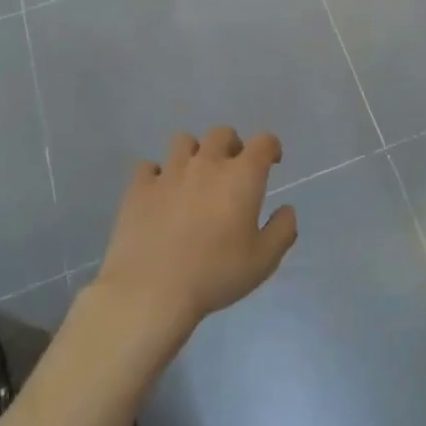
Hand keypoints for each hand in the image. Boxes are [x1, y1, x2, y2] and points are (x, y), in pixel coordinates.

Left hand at [98, 127, 297, 332]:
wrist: (151, 291)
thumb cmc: (216, 274)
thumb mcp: (264, 260)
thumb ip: (283, 229)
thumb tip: (287, 210)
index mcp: (242, 176)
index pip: (263, 142)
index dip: (271, 147)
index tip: (272, 162)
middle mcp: (206, 164)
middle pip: (221, 134)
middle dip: (232, 145)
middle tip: (233, 170)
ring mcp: (169, 173)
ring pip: (183, 141)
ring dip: (195, 153)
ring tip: (195, 177)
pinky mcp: (138, 189)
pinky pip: (148, 166)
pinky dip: (157, 174)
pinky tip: (161, 193)